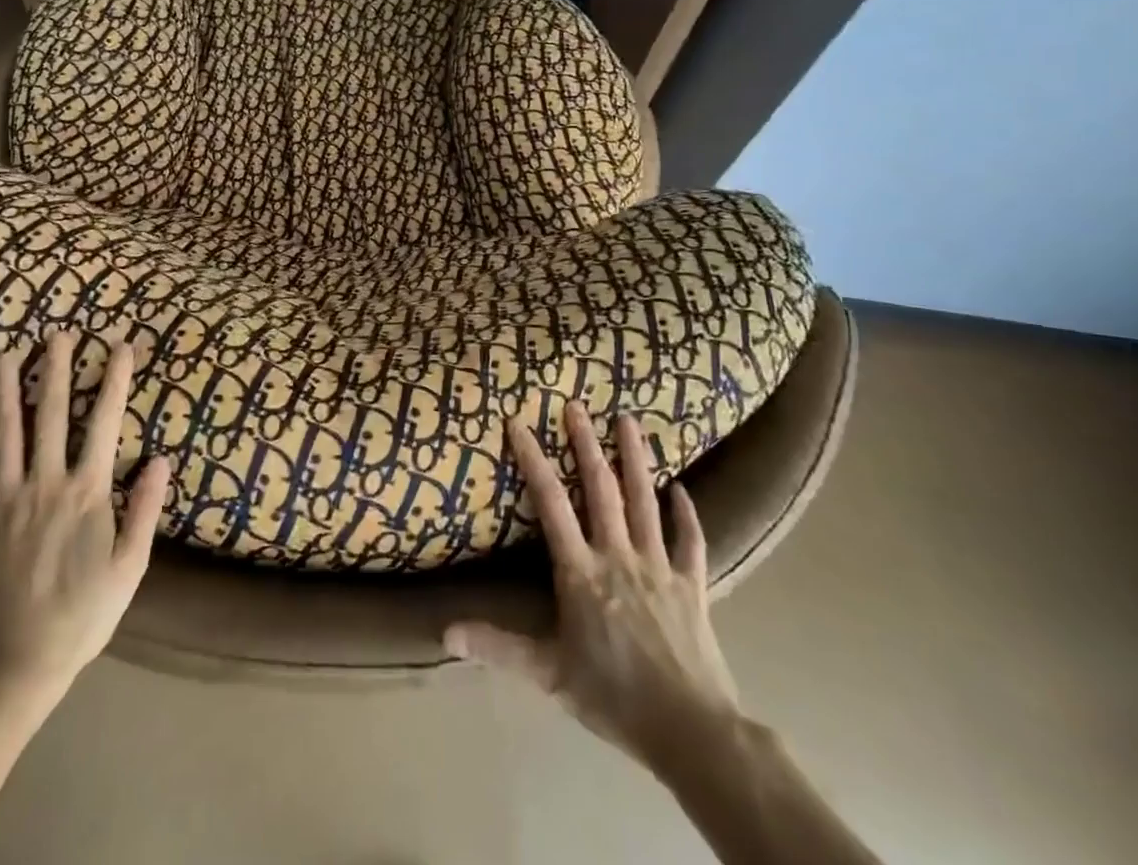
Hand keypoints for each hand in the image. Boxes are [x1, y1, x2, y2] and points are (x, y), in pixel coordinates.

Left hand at [0, 329, 170, 710]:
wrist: (12, 667)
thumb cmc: (81, 617)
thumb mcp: (129, 568)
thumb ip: (145, 510)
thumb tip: (161, 458)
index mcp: (87, 492)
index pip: (104, 422)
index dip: (114, 380)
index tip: (120, 346)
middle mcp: (44, 484)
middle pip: (51, 415)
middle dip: (56, 369)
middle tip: (56, 333)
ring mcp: (3, 502)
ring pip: (3, 434)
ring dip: (5, 391)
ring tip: (3, 355)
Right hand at [446, 402, 740, 777]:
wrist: (691, 731)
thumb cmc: (613, 697)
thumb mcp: (548, 673)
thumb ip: (498, 646)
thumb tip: (444, 632)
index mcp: (581, 572)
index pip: (551, 505)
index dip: (534, 461)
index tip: (519, 422)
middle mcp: (618, 556)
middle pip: (601, 490)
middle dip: (586, 444)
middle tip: (577, 406)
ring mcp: (658, 566)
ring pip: (645, 501)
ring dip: (636, 459)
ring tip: (629, 421)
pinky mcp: (693, 584)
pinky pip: (690, 541)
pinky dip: (686, 514)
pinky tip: (681, 489)